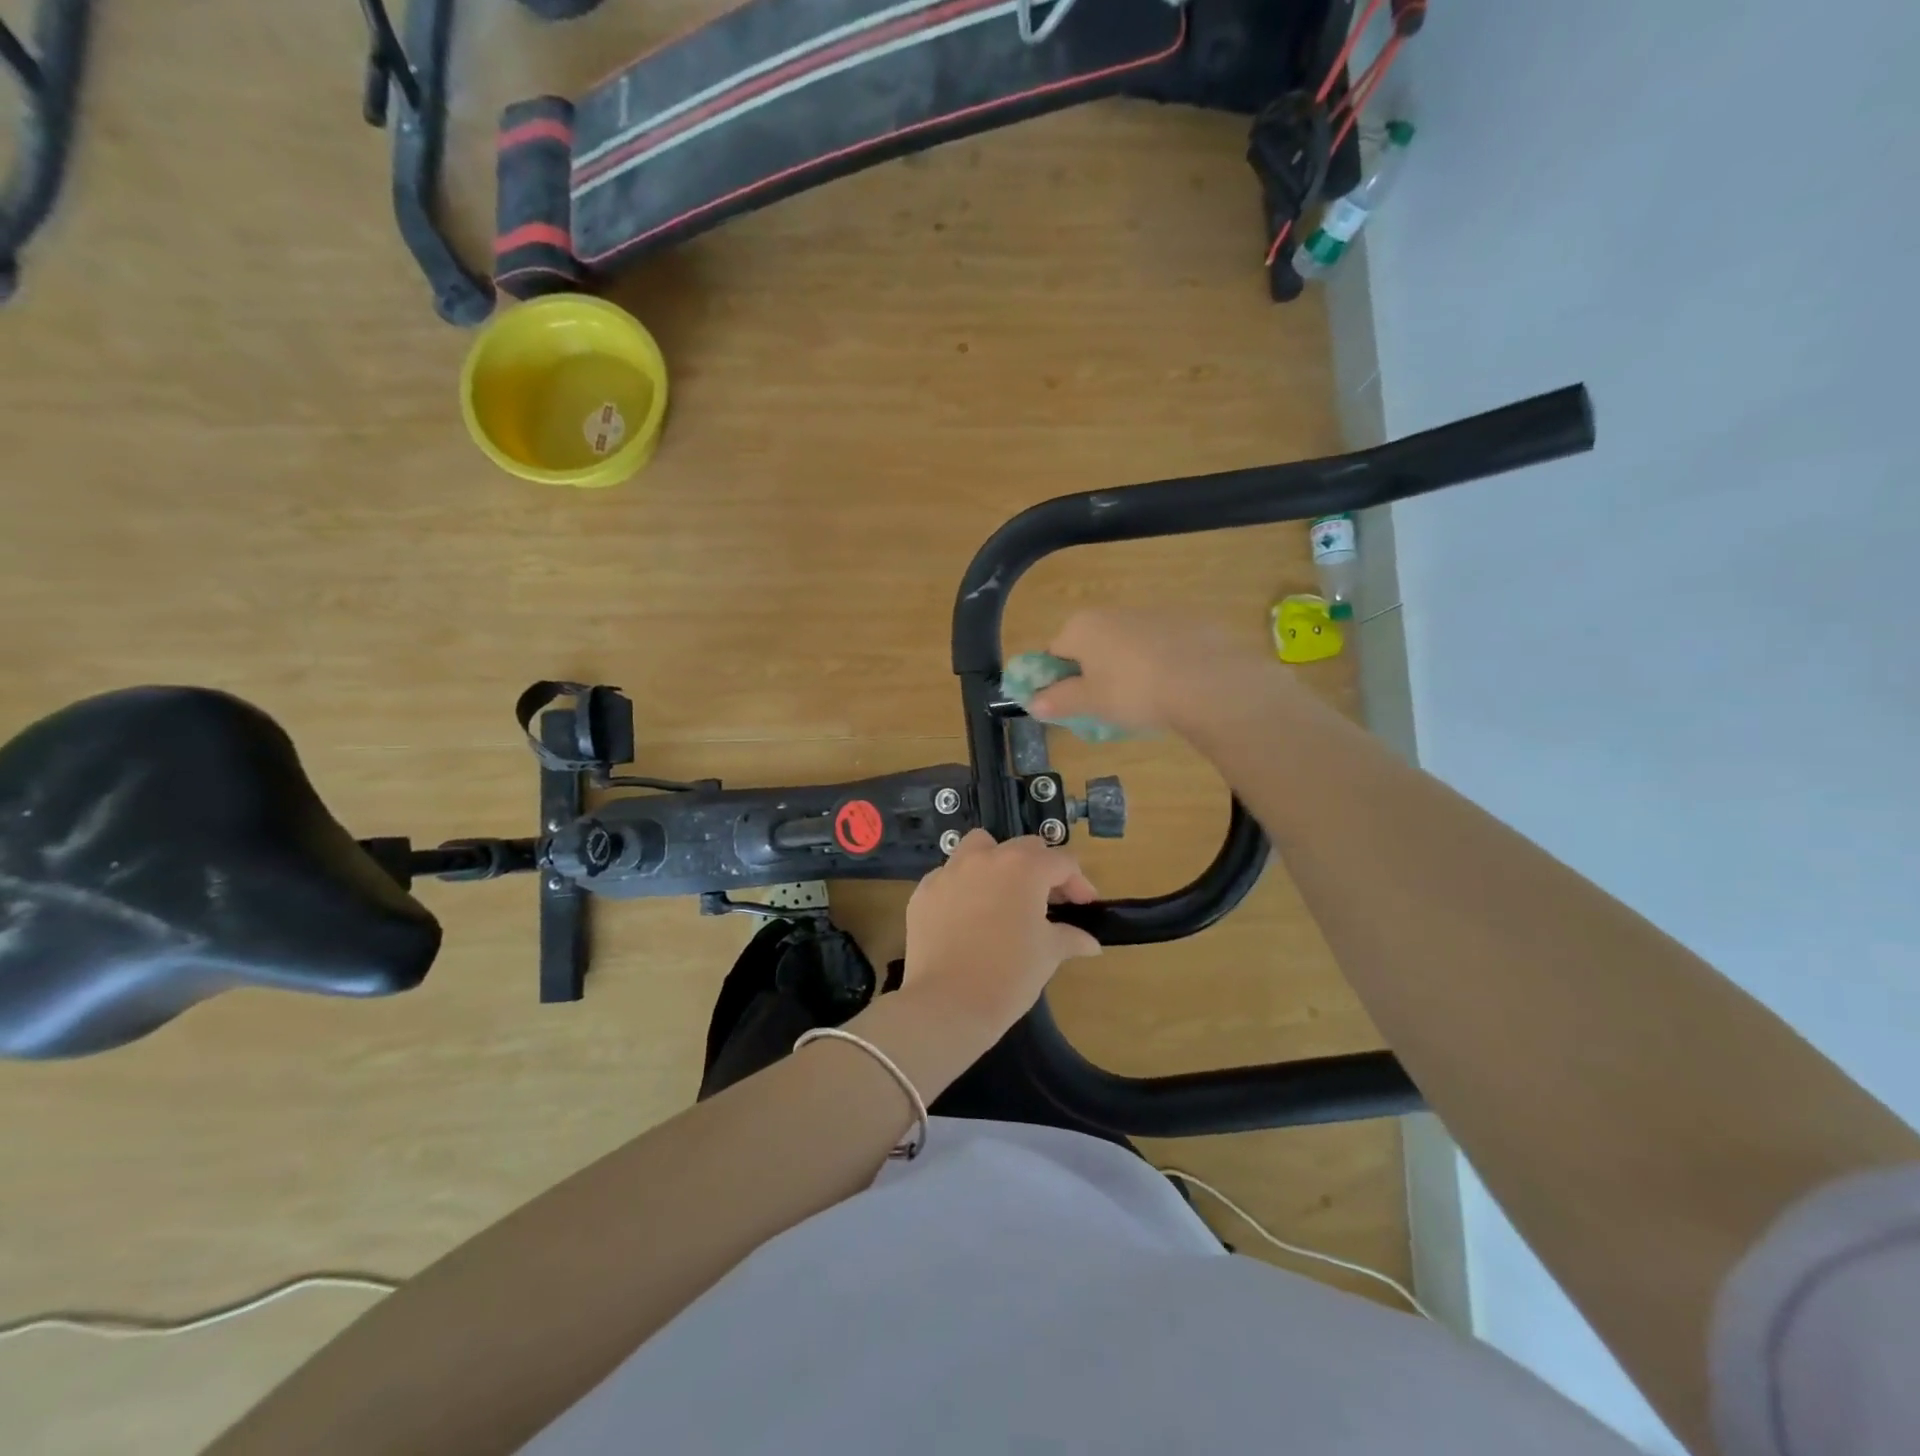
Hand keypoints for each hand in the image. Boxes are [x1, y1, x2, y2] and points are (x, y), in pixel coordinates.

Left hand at [901, 831, 1101, 1037]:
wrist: (947, 1004)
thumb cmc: (1009, 976)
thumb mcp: (1048, 955)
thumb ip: (1070, 937)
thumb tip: (1091, 942)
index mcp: (1023, 868)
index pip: (1061, 862)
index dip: (1079, 883)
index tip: (1084, 907)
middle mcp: (986, 858)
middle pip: (1023, 848)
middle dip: (1041, 869)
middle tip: (1049, 902)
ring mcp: (950, 872)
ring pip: (978, 848)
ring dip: (997, 863)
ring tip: (1004, 894)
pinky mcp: (924, 892)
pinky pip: (949, 877)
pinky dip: (964, 887)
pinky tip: (968, 916)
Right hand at [1028, 609, 1285, 735]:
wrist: (1207, 681)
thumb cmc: (1134, 692)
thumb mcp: (1090, 703)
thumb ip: (1058, 701)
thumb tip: (1033, 702)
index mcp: (1081, 627)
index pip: (1054, 653)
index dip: (1057, 681)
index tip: (1072, 705)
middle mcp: (1112, 612)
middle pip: (1090, 645)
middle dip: (1094, 673)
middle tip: (1107, 707)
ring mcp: (1151, 613)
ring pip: (1126, 644)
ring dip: (1126, 667)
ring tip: (1144, 700)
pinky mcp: (1186, 622)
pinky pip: (1159, 645)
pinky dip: (1159, 662)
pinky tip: (1172, 688)